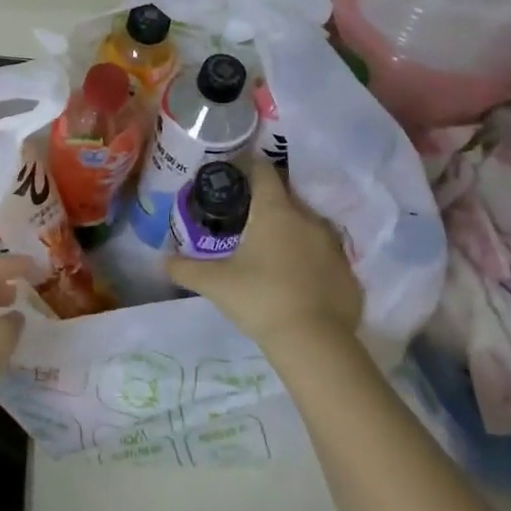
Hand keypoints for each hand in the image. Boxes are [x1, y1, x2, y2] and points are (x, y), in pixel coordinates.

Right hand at [168, 159, 362, 356]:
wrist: (315, 344)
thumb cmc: (260, 299)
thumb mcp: (215, 283)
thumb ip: (185, 268)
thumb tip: (161, 261)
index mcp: (275, 211)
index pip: (264, 171)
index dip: (249, 167)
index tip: (234, 174)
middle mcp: (307, 218)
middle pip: (287, 196)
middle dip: (268, 201)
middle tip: (246, 217)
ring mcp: (333, 246)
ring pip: (309, 225)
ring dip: (292, 230)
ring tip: (272, 249)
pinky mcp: (349, 273)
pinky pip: (325, 256)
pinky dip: (311, 260)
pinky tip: (297, 280)